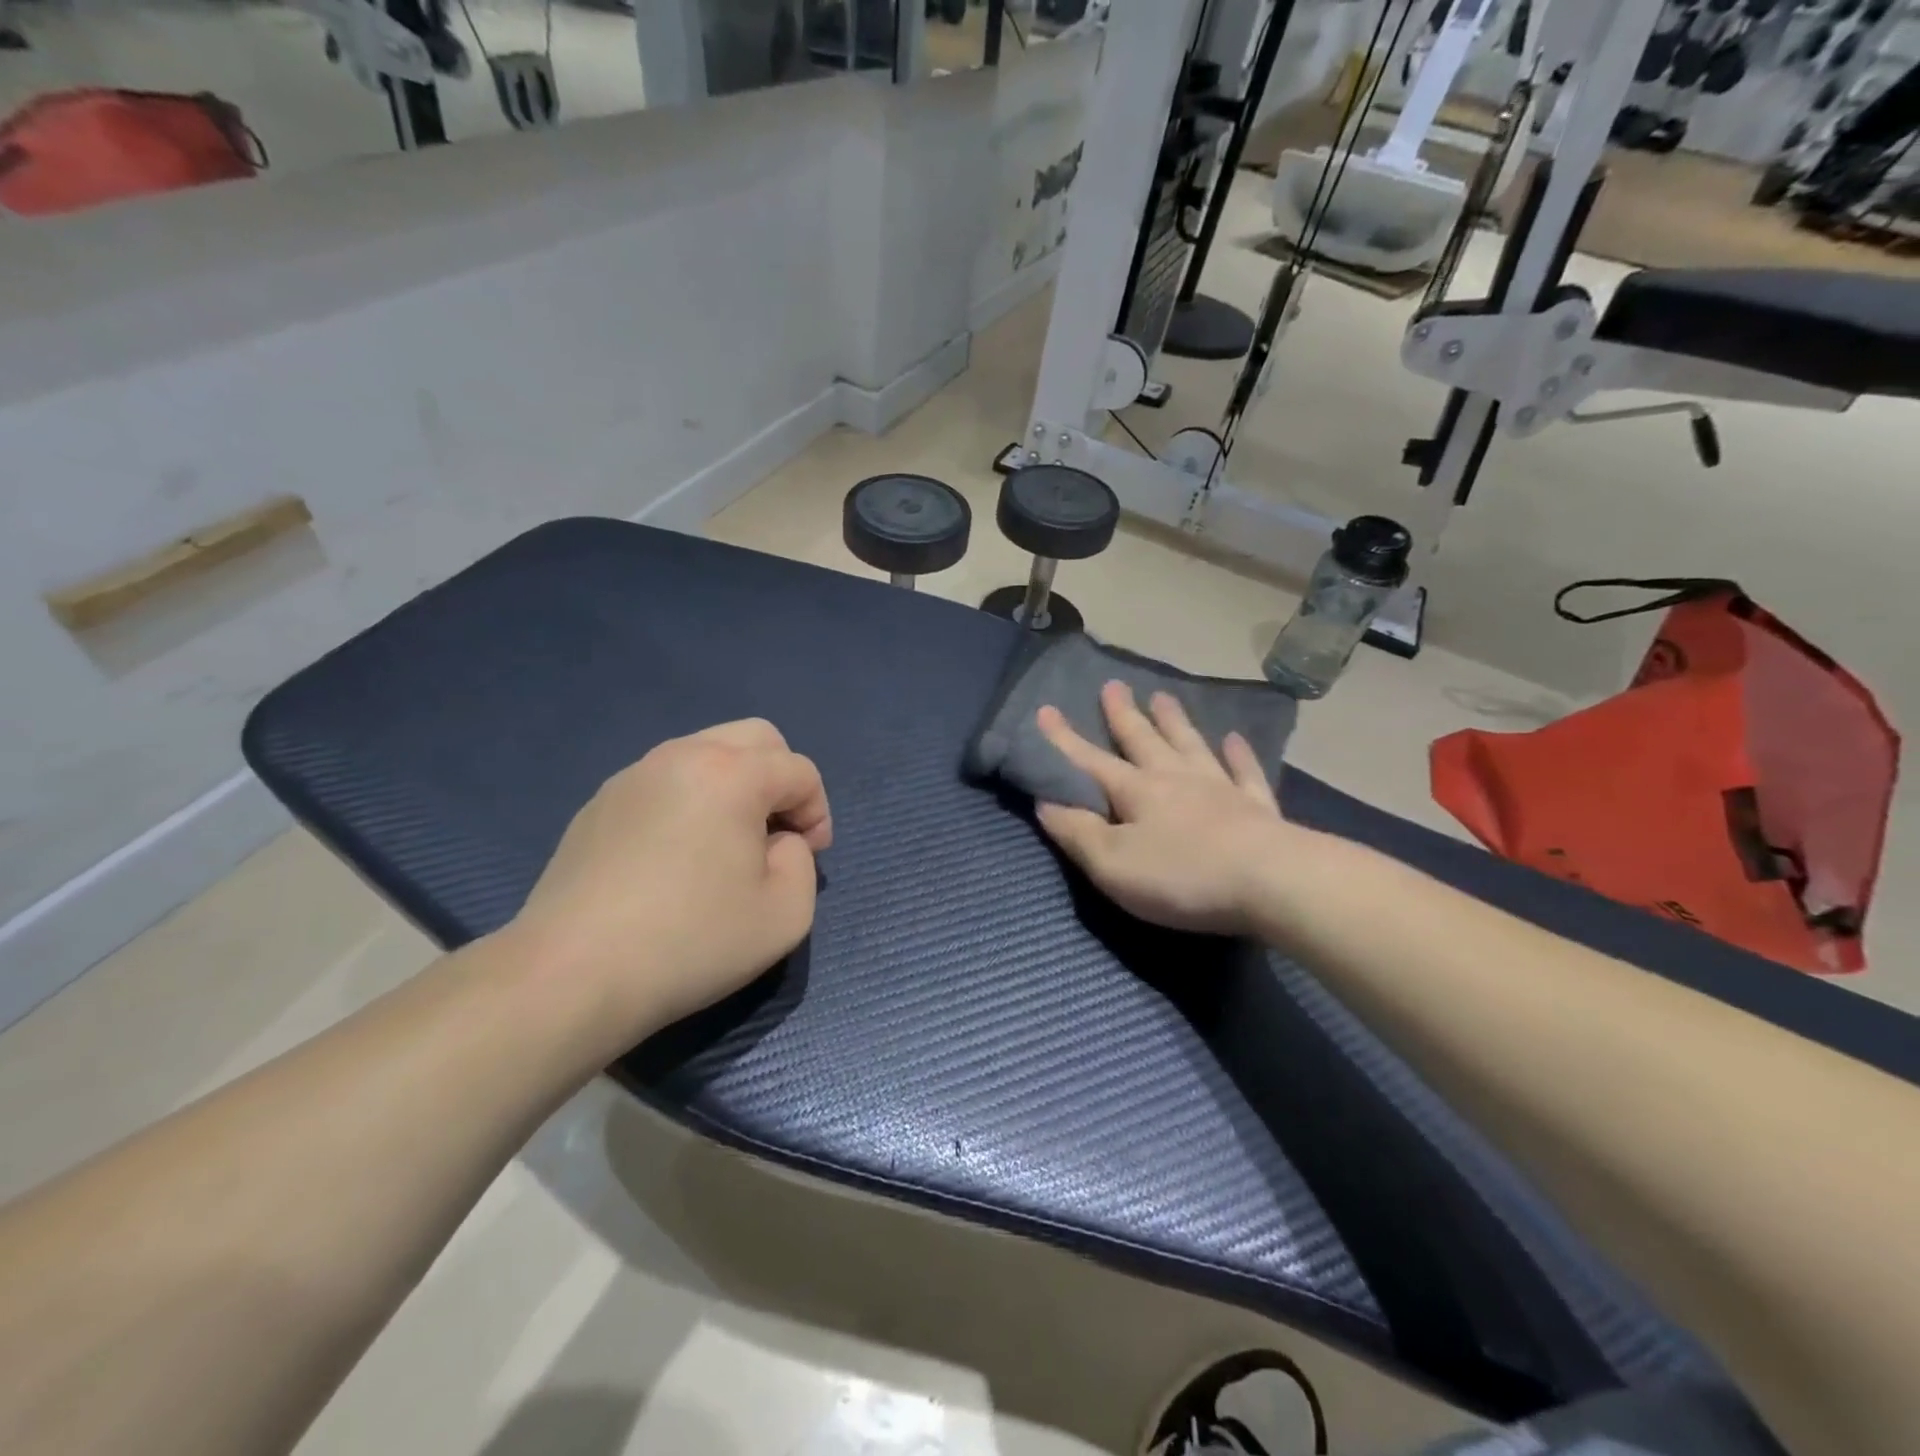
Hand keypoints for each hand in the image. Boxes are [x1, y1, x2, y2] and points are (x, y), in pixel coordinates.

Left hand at [506, 719, 832, 1046]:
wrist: (571, 975)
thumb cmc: (691, 942)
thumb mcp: (787, 913)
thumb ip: (802, 861)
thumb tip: (777, 841)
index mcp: (731, 773)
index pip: (799, 770)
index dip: (818, 812)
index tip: (810, 857)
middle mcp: (681, 756)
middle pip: (755, 738)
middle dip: (781, 780)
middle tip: (777, 835)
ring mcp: (633, 776)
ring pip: (706, 753)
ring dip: (735, 786)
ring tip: (728, 846)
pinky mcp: (599, 804)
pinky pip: (666, 782)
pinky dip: (690, 802)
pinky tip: (677, 859)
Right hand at [1035, 682, 1306, 936]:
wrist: (1272, 883)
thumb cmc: (1182, 876)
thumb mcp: (1112, 863)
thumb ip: (1076, 832)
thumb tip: (1046, 802)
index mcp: (1136, 792)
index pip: (1090, 761)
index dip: (1064, 740)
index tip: (1045, 709)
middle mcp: (1175, 779)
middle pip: (1143, 740)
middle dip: (1123, 715)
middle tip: (1112, 685)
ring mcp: (1220, 788)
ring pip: (1190, 745)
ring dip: (1174, 721)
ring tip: (1162, 696)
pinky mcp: (1257, 807)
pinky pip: (1245, 771)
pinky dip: (1239, 754)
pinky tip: (1235, 738)